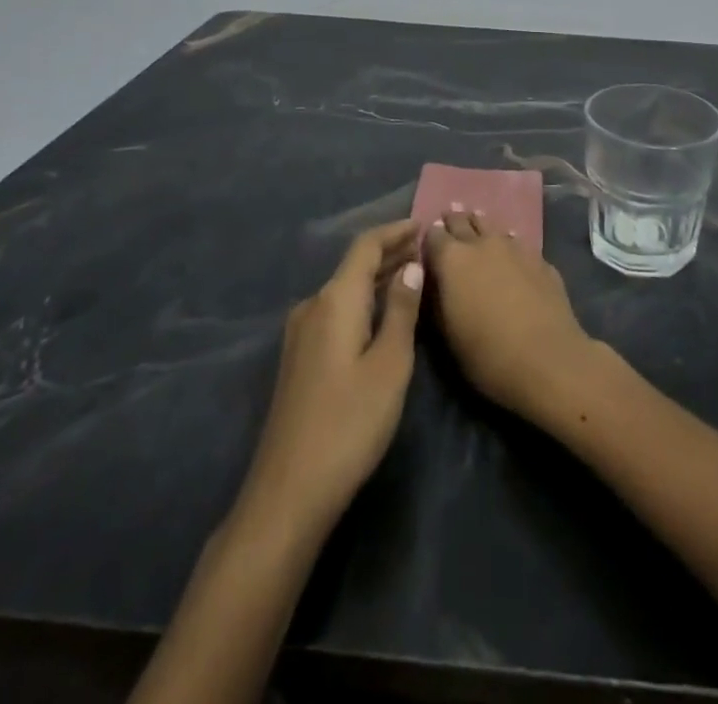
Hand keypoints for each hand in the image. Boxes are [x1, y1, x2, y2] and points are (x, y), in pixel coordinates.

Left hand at [240, 218, 424, 536]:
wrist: (289, 492)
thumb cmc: (349, 423)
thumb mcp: (390, 364)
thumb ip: (401, 310)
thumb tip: (411, 266)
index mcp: (335, 300)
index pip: (366, 246)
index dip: (396, 231)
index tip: (425, 225)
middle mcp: (313, 306)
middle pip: (354, 266)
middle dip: (391, 253)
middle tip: (428, 249)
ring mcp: (301, 334)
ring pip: (346, 290)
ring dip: (378, 278)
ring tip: (414, 275)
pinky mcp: (300, 358)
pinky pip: (337, 312)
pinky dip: (365, 302)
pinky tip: (384, 314)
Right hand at [425, 208, 600, 422]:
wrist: (547, 358)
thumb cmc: (486, 354)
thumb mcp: (447, 334)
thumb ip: (437, 300)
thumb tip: (435, 282)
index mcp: (452, 260)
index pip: (433, 236)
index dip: (428, 237)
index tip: (426, 239)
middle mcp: (482, 244)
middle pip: (463, 222)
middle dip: (454, 220)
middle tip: (449, 213)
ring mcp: (515, 248)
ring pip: (493, 227)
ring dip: (482, 225)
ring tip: (477, 220)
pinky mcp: (540, 259)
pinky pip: (518, 243)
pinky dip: (509, 242)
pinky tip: (511, 248)